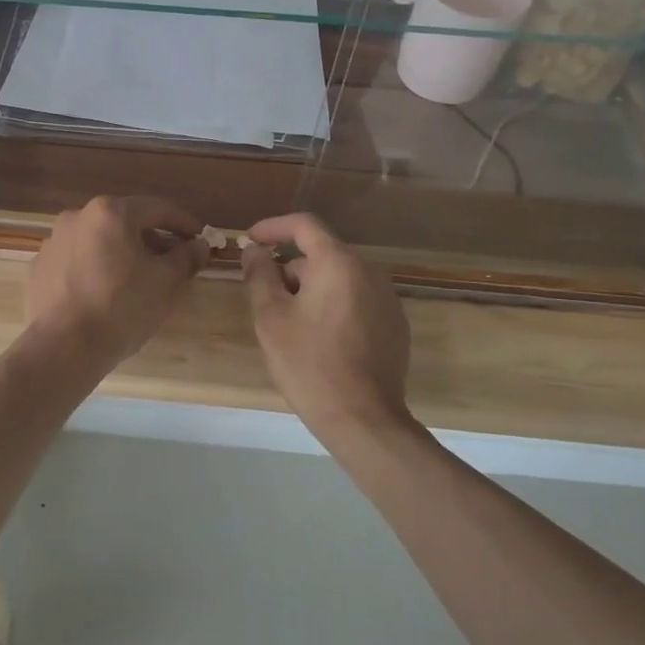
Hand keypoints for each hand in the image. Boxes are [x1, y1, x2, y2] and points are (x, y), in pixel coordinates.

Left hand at [25, 196, 208, 368]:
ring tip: (138, 280)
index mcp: (110, 212)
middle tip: (171, 262)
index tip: (199, 238)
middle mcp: (77, 217)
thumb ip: (186, 257)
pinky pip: (77, 261)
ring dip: (121, 254)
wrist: (64, 346)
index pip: (156, 209)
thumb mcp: (167, 283)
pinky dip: (95, 269)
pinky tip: (105, 293)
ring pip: (98, 241)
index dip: (182, 223)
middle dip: (151, 240)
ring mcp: (53, 241)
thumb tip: (199, 244)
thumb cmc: (122, 307)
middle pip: (124, 223)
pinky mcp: (39, 267)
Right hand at [241, 213, 412, 440]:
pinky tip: (321, 340)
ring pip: (339, 279)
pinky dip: (334, 307)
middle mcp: (369, 271)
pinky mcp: (395, 325)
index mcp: (339, 263)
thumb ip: (259, 275)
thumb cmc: (309, 363)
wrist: (363, 419)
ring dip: (311, 290)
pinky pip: (357, 300)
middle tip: (265, 299)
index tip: (250, 240)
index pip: (304, 225)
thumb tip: (254, 250)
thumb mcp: (271, 317)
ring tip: (291, 325)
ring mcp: (387, 299)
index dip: (273, 227)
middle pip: (321, 255)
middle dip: (290, 269)